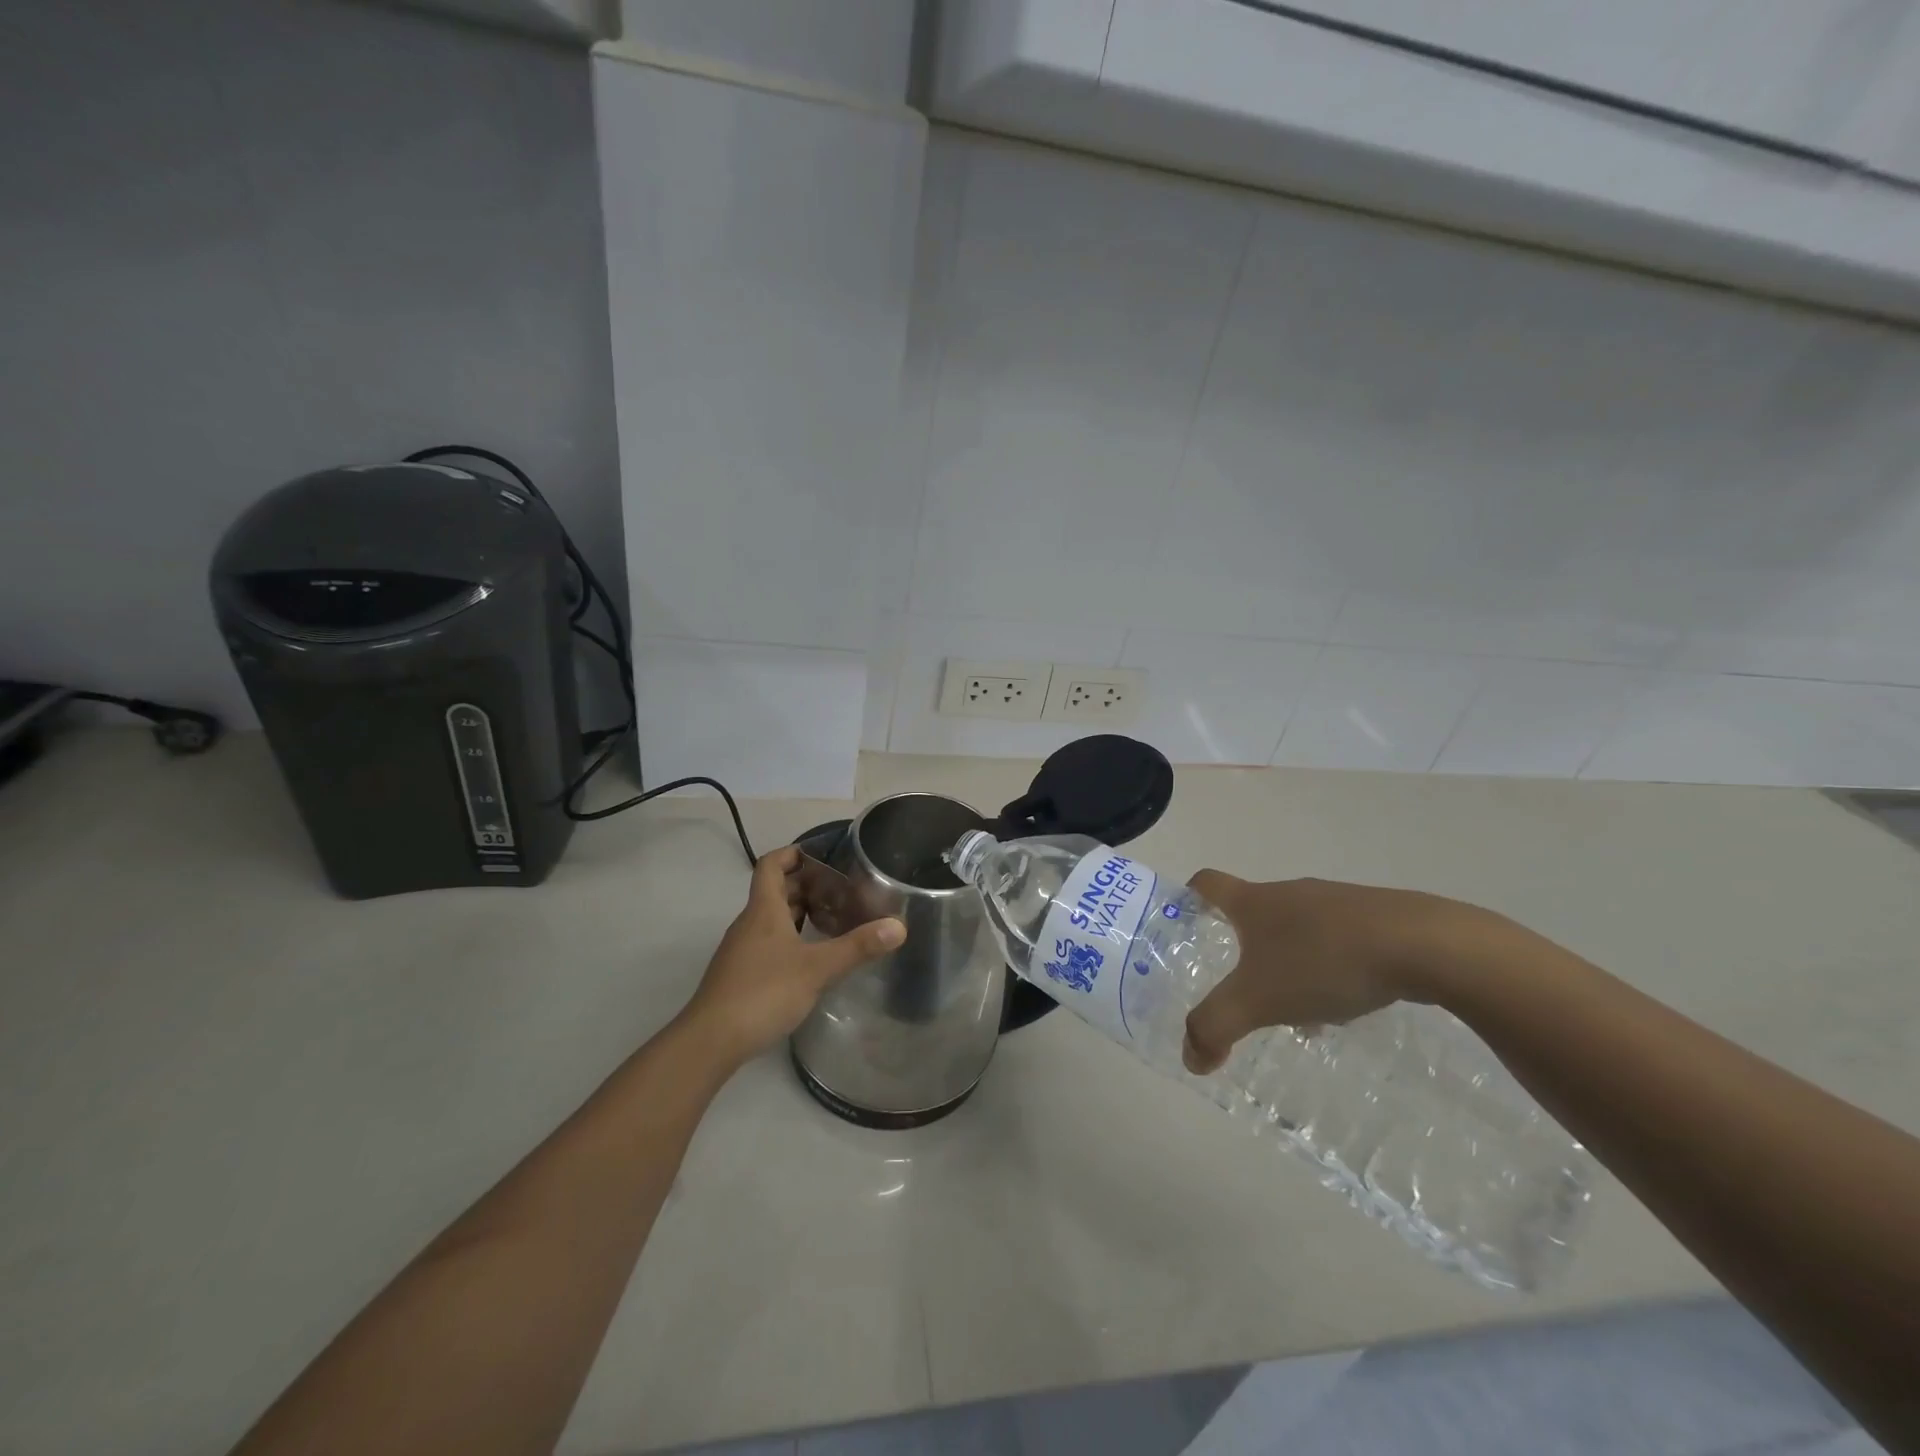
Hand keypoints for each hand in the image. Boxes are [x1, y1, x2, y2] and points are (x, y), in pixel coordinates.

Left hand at [679, 846, 904, 1070]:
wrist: (711, 1040)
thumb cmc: (763, 992)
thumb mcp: (817, 968)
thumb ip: (857, 947)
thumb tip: (899, 926)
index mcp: (763, 910)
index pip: (771, 865)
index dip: (792, 854)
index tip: (819, 854)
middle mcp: (749, 923)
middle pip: (773, 891)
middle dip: (804, 884)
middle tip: (839, 888)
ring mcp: (741, 950)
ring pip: (770, 918)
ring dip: (797, 912)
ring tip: (831, 917)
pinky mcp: (740, 974)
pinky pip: (767, 941)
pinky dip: (789, 937)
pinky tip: (810, 956)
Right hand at [1181, 871, 1508, 1074]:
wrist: (1425, 945)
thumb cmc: (1324, 962)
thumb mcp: (1258, 1001)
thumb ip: (1215, 1027)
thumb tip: (1190, 1057)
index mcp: (1255, 902)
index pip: (1207, 883)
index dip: (1188, 898)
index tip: (1183, 922)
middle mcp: (1290, 892)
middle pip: (1253, 910)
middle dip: (1241, 944)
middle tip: (1238, 984)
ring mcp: (1336, 902)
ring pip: (1296, 928)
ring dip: (1287, 960)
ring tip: (1294, 1007)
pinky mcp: (1377, 918)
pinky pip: (1336, 939)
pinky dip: (1328, 966)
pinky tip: (1344, 1002)